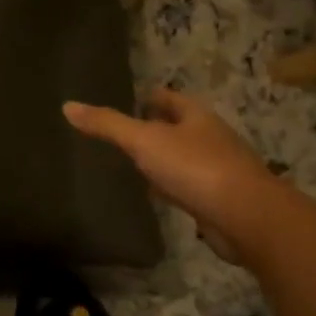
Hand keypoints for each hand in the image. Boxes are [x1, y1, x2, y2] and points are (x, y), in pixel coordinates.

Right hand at [63, 88, 280, 262]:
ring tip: (132, 163)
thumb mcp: (144, 141)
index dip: (149, 97)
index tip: (127, 100)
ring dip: (163, 159)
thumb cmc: (195, 168)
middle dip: (155, 127)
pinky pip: (188, 187)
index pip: (169, 98)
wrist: (247, 217)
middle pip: (179, 127)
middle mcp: (210, 138)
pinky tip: (155, 195)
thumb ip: (107, 125)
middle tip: (122, 133)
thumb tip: (68, 105)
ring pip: (184, 158)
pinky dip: (171, 187)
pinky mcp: (218, 200)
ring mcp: (218, 170)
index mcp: (196, 116)